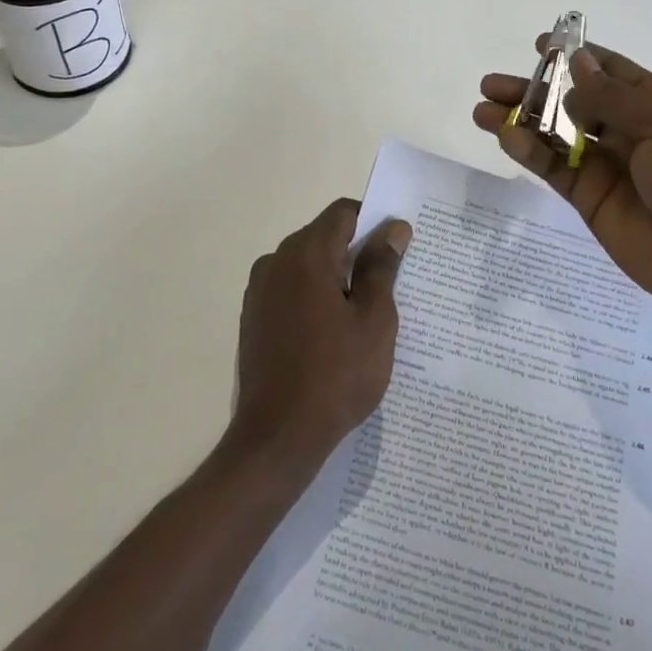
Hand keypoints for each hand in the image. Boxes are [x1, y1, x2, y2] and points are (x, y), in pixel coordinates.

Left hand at [228, 199, 410, 473]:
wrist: (277, 437)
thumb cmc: (336, 375)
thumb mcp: (374, 320)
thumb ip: (381, 267)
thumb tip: (393, 228)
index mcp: (305, 254)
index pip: (342, 213)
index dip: (373, 221)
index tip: (397, 246)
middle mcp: (275, 262)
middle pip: (323, 236)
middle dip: (356, 251)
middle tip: (390, 283)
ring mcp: (259, 291)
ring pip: (307, 265)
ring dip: (335, 277)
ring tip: (365, 313)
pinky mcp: (253, 317)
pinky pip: (291, 290)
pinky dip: (314, 297)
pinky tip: (334, 333)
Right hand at [474, 39, 651, 326]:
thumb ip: (616, 98)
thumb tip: (578, 68)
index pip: (612, 71)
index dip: (577, 56)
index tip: (540, 44)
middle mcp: (630, 130)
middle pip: (572, 100)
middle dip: (535, 88)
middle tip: (491, 83)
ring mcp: (606, 165)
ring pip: (554, 133)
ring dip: (520, 118)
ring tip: (481, 108)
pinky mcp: (588, 196)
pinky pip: (552, 167)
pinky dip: (528, 151)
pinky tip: (505, 136)